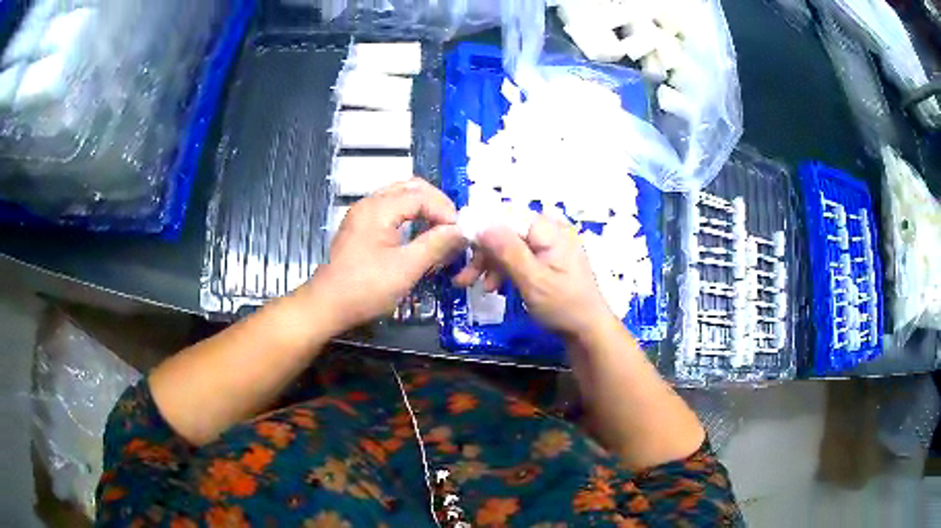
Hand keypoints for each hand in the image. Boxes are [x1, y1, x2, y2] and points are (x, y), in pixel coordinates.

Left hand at [300, 178, 465, 331]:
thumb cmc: (365, 288)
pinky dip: (409, 216)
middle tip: (452, 227)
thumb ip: (436, 245)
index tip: (459, 233)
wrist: (327, 306)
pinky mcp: (360, 227)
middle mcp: (369, 203)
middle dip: (436, 204)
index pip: (421, 195)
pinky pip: (390, 210)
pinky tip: (418, 235)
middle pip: (410, 188)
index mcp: (379, 208)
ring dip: (423, 209)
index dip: (445, 211)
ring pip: (400, 197)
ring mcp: (362, 214)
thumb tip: (462, 231)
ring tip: (439, 231)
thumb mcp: (406, 268)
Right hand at [453, 215, 615, 338]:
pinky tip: (493, 286)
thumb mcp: (533, 280)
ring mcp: (549, 246)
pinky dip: (504, 269)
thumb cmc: (563, 306)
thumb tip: (482, 224)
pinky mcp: (547, 260)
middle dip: (484, 252)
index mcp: (550, 230)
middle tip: (465, 277)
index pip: (508, 216)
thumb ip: (508, 251)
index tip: (461, 248)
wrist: (588, 332)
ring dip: (490, 263)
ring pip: (510, 245)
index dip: (482, 229)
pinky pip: (519, 256)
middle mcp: (550, 231)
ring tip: (477, 287)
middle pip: (507, 231)